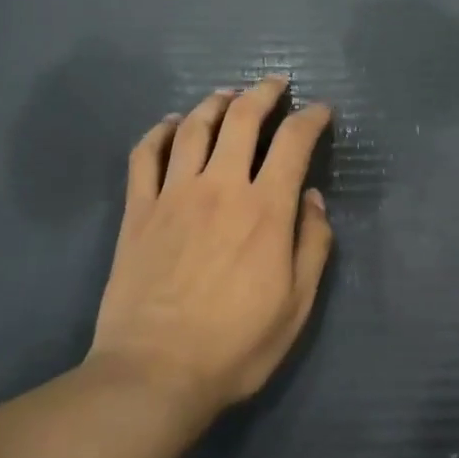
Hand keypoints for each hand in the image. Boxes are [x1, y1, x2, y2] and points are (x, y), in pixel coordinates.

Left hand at [88, 77, 334, 414]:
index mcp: (265, 209)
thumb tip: (312, 200)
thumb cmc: (235, 346)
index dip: (311, 119)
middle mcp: (220, 187)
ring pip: (194, 127)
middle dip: (263, 93)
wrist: (154, 373)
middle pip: (242, 119)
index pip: (293, 143)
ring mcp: (173, 195)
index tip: (320, 110)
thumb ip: (312, 245)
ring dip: (215, 102)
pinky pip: (145, 155)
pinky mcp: (138, 210)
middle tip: (276, 84)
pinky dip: (159, 131)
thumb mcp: (296, 306)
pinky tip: (171, 124)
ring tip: (228, 95)